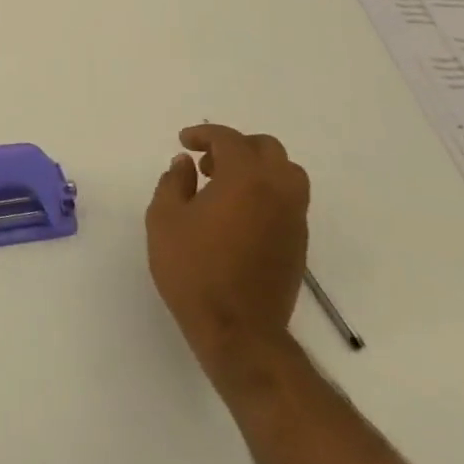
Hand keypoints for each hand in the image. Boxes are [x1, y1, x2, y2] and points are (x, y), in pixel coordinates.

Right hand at [145, 124, 308, 385]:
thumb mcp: (165, 219)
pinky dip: (266, 191)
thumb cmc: (193, 269)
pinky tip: (237, 213)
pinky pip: (288, 199)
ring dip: (256, 168)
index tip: (184, 142)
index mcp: (246, 179)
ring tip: (224, 186)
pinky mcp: (298, 243)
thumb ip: (173, 182)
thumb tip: (185, 163)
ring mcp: (294, 218)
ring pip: (286, 173)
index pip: (229, 140)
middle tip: (205, 163)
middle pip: (267, 149)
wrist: (238, 329)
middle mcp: (278, 191)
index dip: (204, 134)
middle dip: (235, 146)